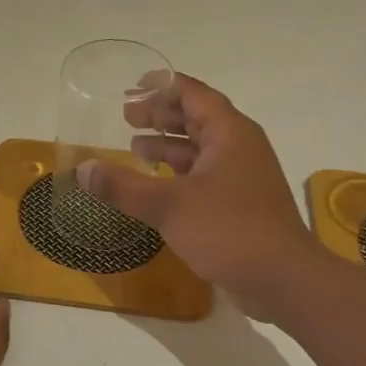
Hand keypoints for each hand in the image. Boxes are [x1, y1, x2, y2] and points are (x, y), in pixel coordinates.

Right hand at [75, 73, 325, 323]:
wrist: (282, 280)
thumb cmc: (228, 230)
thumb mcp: (168, 206)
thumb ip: (122, 186)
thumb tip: (82, 170)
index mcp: (229, 133)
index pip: (194, 94)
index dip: (163, 86)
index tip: (133, 86)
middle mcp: (239, 147)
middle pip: (197, 118)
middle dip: (161, 115)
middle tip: (126, 116)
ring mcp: (242, 177)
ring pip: (201, 149)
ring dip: (168, 146)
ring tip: (134, 148)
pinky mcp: (239, 203)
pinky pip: (204, 175)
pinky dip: (178, 173)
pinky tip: (156, 185)